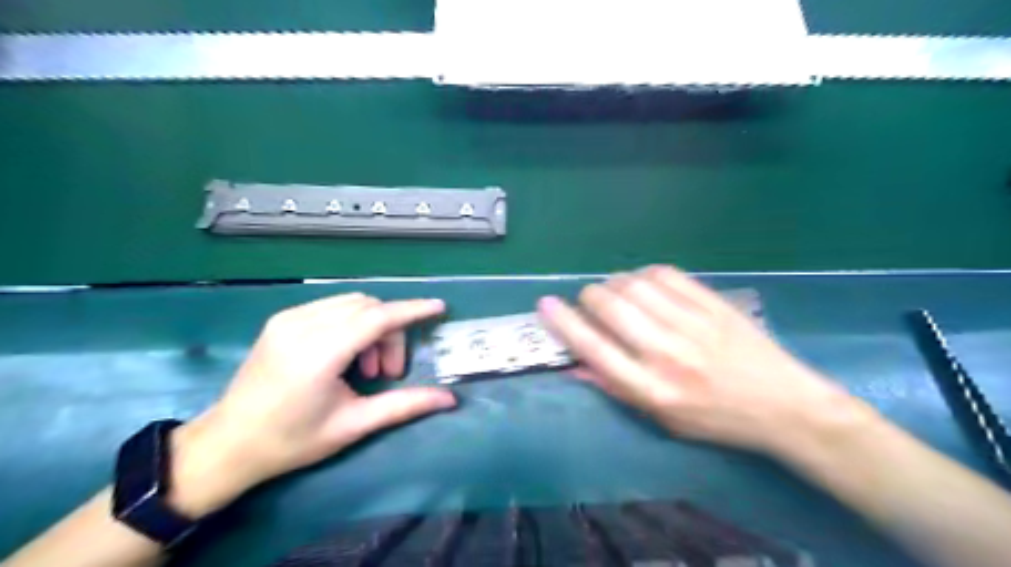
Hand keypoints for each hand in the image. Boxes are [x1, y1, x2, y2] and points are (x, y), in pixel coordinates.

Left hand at [164, 295, 455, 519]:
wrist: (227, 444)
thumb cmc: (292, 440)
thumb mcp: (353, 425)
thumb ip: (404, 405)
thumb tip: (449, 400)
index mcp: (319, 353)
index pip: (377, 318)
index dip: (411, 310)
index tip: (439, 307)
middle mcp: (302, 325)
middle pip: (368, 308)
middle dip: (391, 331)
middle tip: (389, 372)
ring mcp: (288, 318)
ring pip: (352, 304)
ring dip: (372, 326)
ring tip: (366, 367)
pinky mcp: (282, 320)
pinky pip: (333, 308)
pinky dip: (352, 323)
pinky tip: (346, 354)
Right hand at [537, 266, 867, 460]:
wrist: (784, 406)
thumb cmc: (716, 420)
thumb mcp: (662, 419)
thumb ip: (617, 388)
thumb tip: (576, 363)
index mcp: (652, 389)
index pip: (594, 348)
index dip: (564, 322)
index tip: (546, 304)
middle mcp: (667, 353)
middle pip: (610, 306)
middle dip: (589, 297)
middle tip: (591, 302)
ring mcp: (692, 324)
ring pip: (635, 284)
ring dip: (615, 283)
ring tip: (618, 293)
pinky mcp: (713, 303)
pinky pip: (665, 274)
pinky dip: (644, 274)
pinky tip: (646, 284)